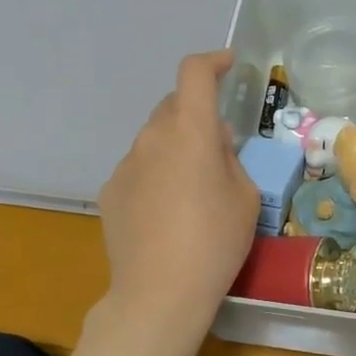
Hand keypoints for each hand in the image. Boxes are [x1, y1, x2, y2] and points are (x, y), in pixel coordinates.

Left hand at [98, 50, 259, 318]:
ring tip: (192, 189)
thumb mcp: (245, 198)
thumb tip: (213, 145)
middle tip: (218, 148)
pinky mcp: (110, 192)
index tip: (228, 66)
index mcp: (189, 131)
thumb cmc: (215, 242)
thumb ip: (230, 159)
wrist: (159, 293)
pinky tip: (166, 213)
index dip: (212, 62)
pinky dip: (156, 174)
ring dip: (175, 147)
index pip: (194, 74)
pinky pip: (139, 169)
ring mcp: (125, 165)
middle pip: (173, 107)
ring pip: (154, 140)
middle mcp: (151, 138)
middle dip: (196, 114)